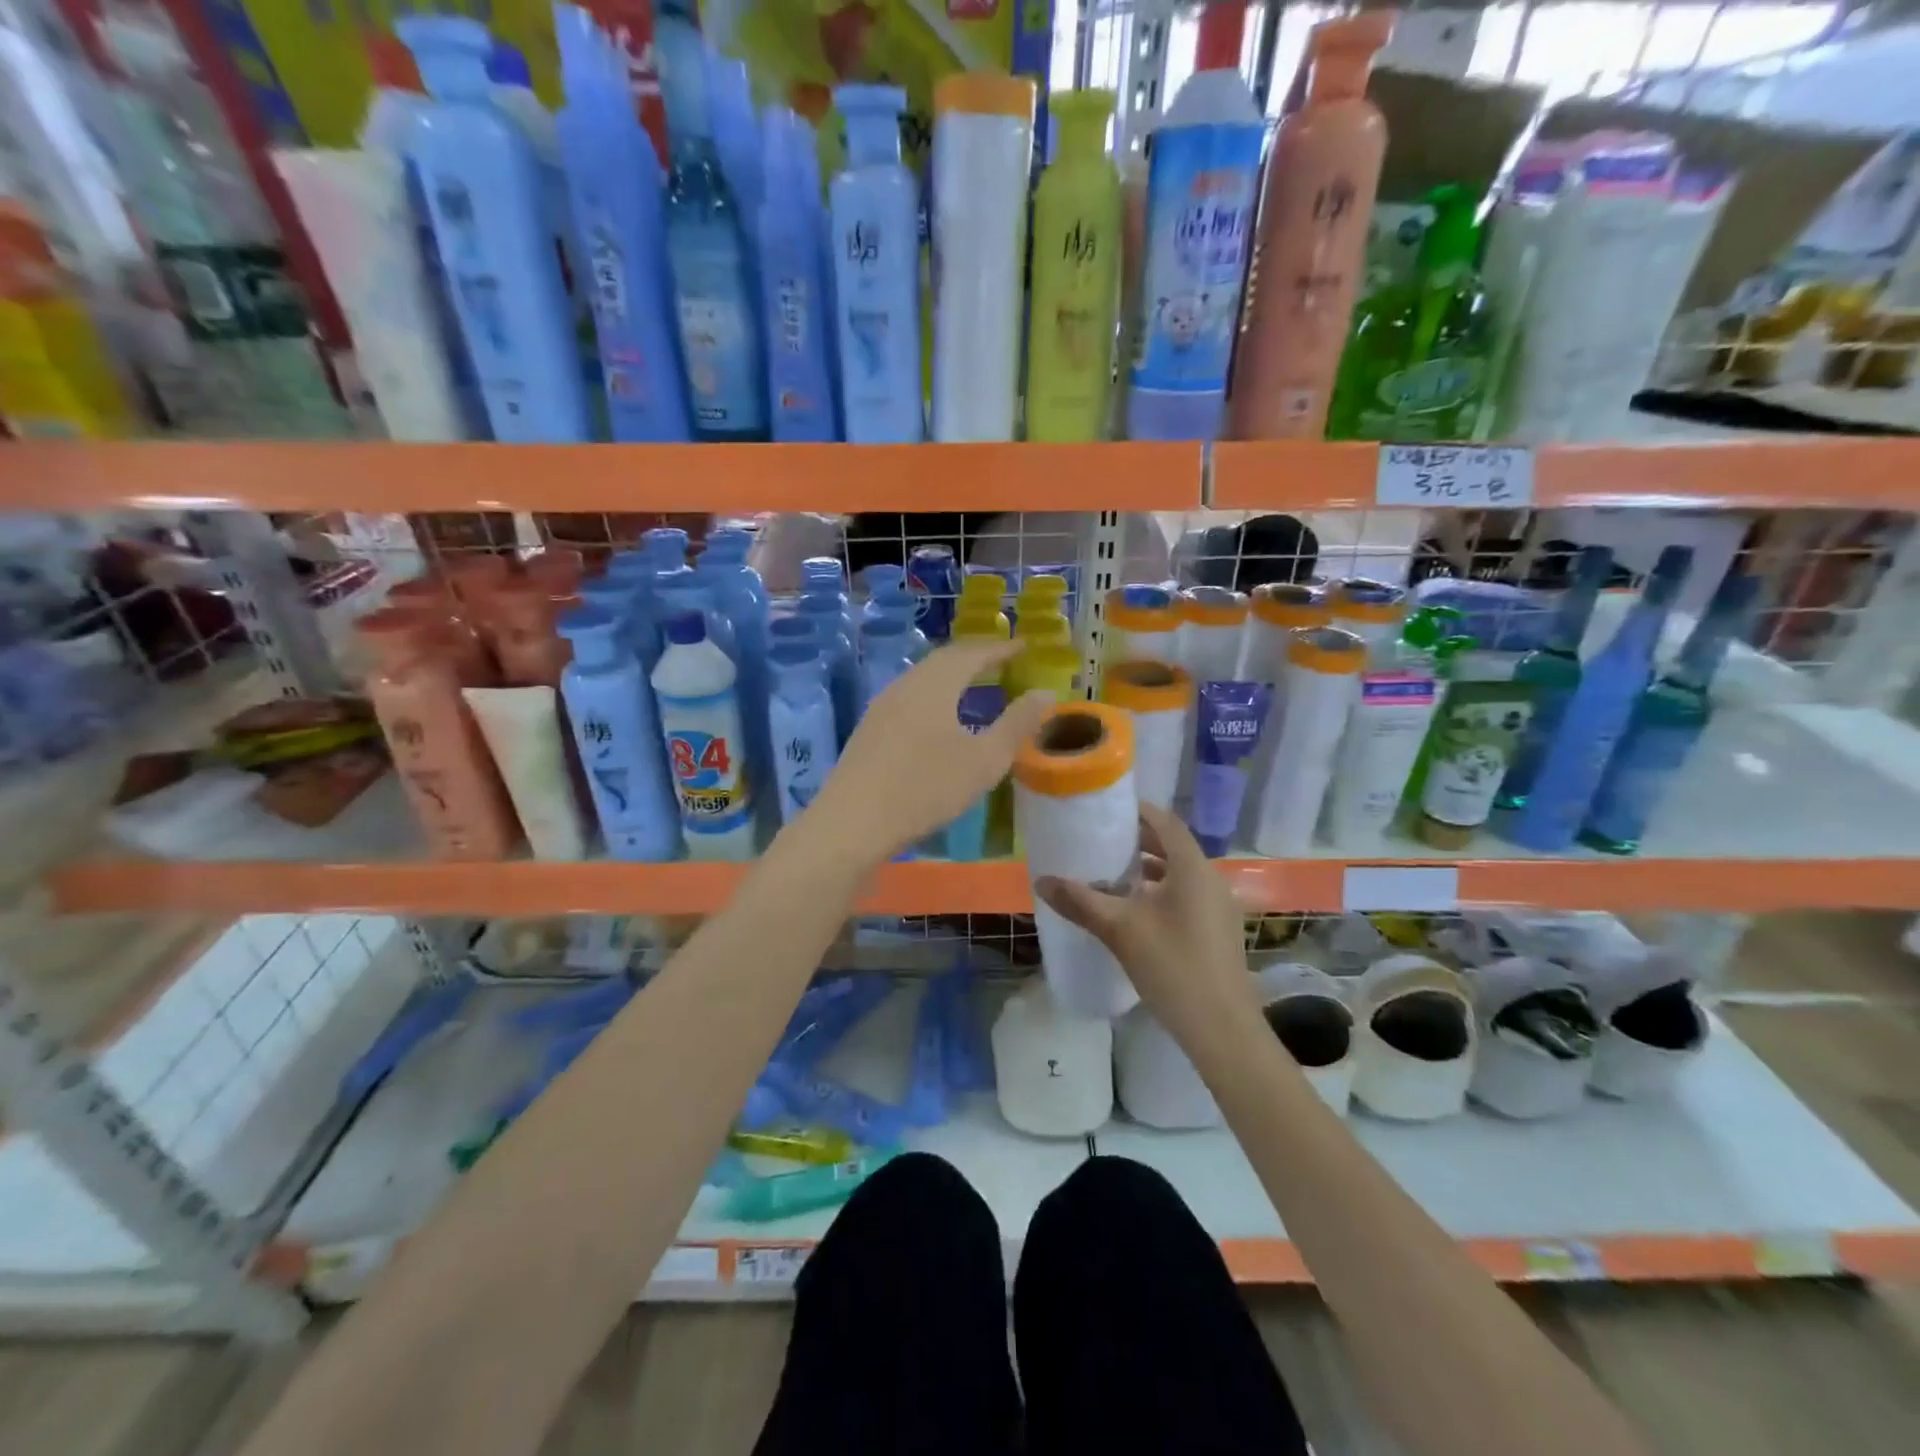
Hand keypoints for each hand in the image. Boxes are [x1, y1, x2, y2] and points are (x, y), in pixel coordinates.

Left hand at [810, 641, 1052, 863]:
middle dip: (976, 657)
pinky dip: (934, 695)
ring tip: (975, 685)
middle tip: (1002, 661)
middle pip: (944, 660)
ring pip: (924, 678)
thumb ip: (1017, 724)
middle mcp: (906, 684)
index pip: (973, 652)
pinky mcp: (869, 729)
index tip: (1024, 646)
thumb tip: (1045, 692)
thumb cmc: (925, 787)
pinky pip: (910, 696)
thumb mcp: (984, 760)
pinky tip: (940, 718)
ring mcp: (882, 706)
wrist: (852, 822)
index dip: (1001, 648)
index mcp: (935, 684)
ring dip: (952, 676)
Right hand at [1035, 803, 1258, 1046]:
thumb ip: (1081, 901)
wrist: (1222, 1030)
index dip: (1138, 811)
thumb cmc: (1172, 967)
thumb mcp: (1120, 930)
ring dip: (1149, 869)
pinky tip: (1134, 911)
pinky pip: (1186, 896)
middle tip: (1101, 840)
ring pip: (1180, 874)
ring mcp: (1218, 907)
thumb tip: (1042, 880)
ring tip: (1112, 874)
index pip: (1166, 822)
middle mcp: (1210, 879)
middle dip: (1138, 841)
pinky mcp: (1218, 931)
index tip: (1107, 808)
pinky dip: (1160, 891)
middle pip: (1173, 847)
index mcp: (1192, 868)